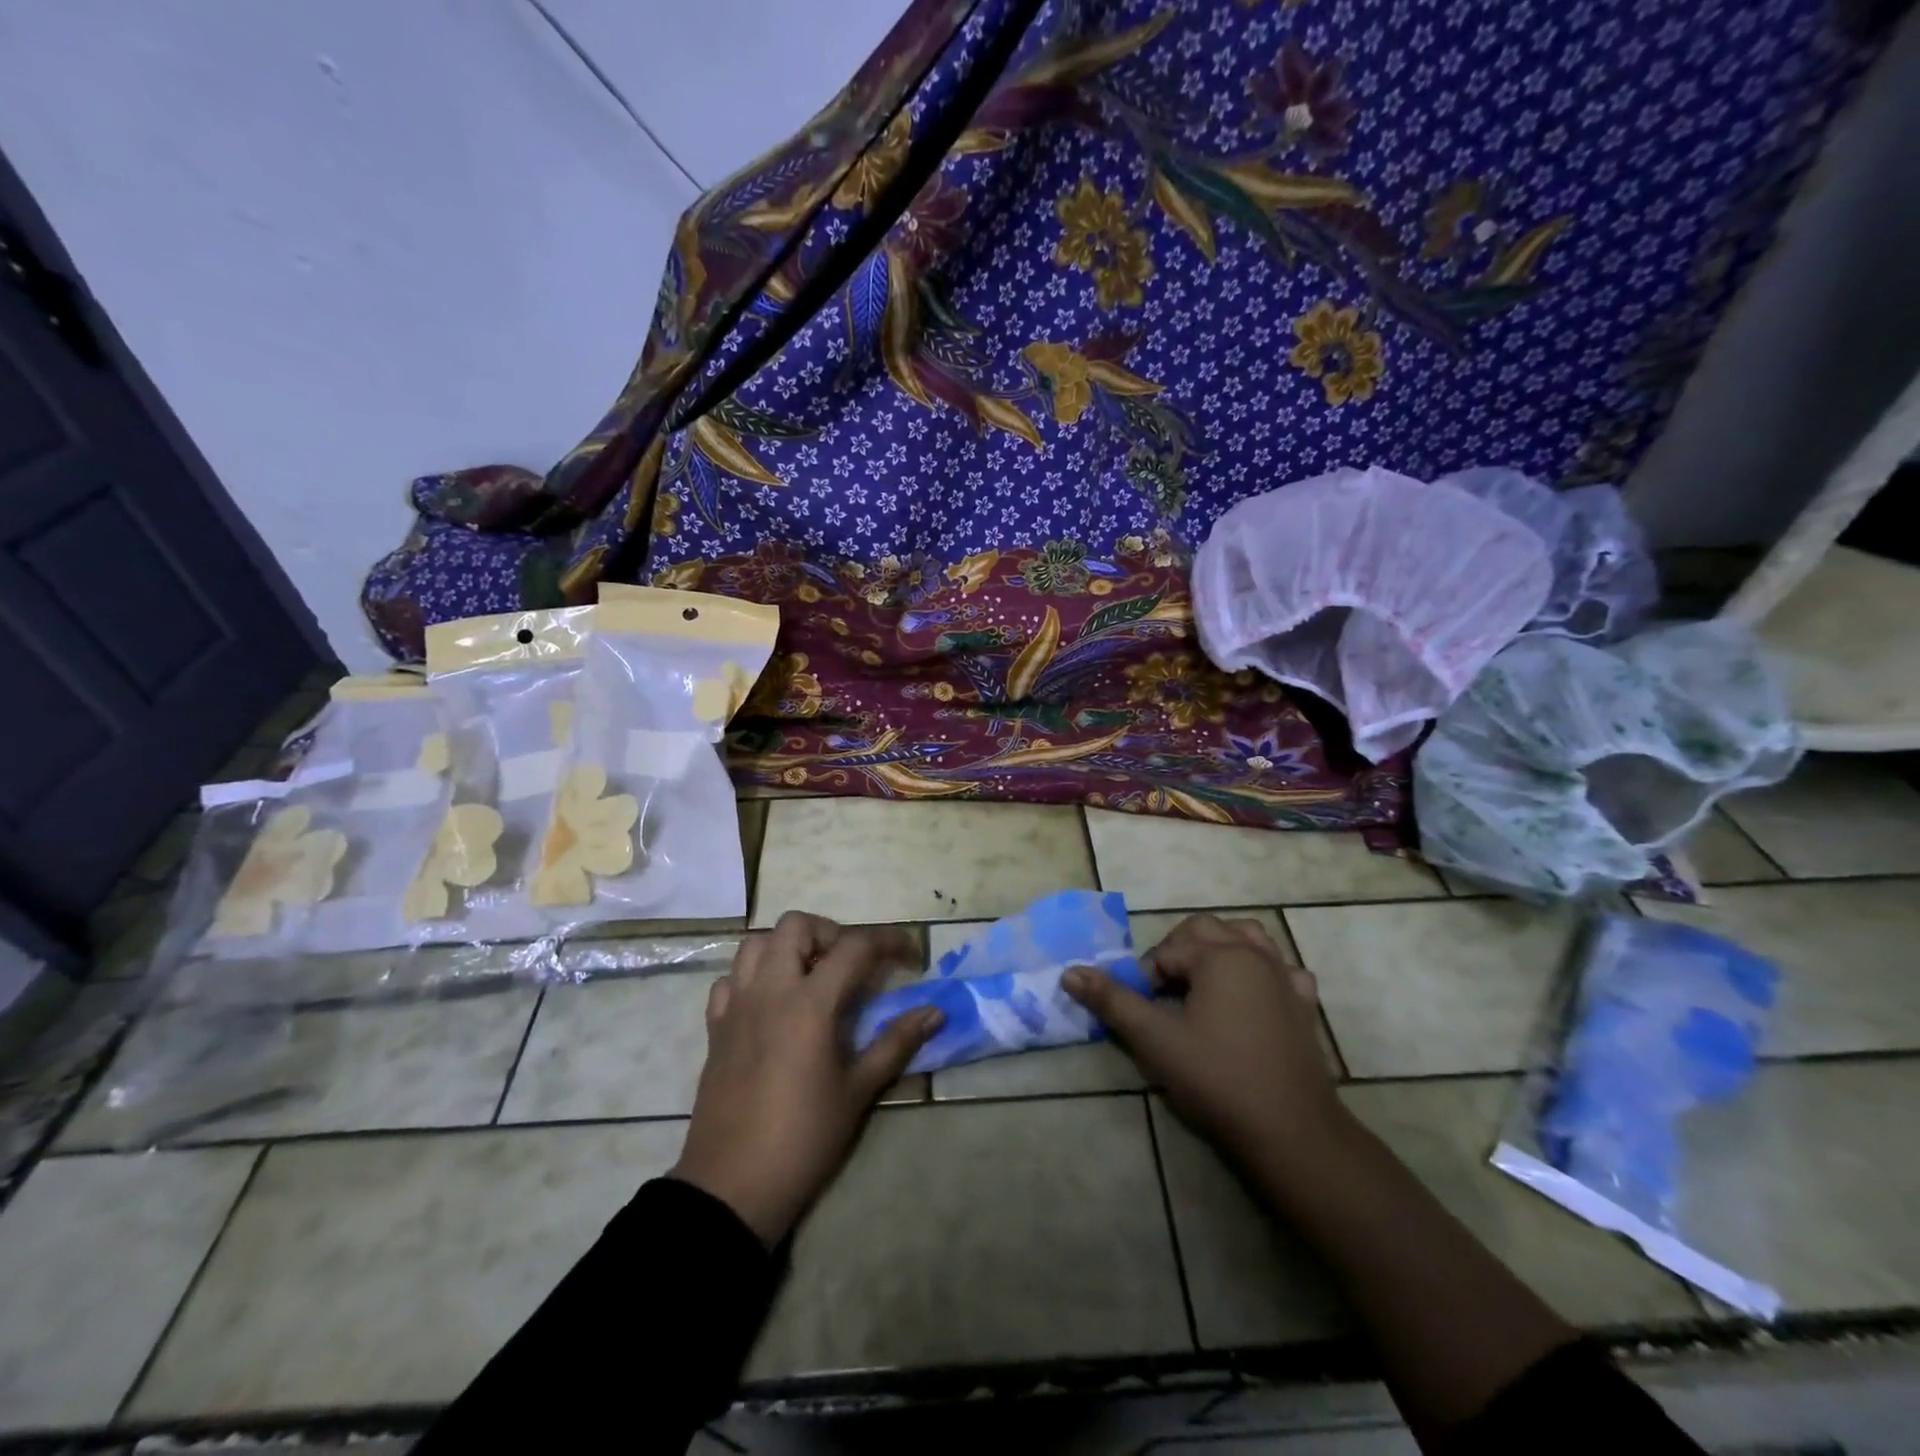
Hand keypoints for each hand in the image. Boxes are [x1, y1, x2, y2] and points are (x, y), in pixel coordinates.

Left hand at [671, 911, 941, 1246]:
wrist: (733, 1187)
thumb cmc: (804, 1138)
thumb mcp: (858, 1091)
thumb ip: (896, 1043)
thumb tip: (935, 1012)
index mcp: (809, 1003)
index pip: (854, 946)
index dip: (888, 941)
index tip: (909, 955)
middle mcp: (769, 990)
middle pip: (796, 925)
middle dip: (830, 933)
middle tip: (851, 966)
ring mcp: (736, 1006)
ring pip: (756, 944)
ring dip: (787, 947)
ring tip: (811, 978)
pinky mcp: (715, 1028)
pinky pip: (729, 980)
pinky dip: (752, 977)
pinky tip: (771, 1004)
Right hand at [1063, 914, 1344, 1166]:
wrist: (1290, 1131)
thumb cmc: (1217, 1078)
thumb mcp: (1154, 1039)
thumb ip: (1112, 1001)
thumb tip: (1070, 972)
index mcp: (1219, 955)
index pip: (1167, 949)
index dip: (1146, 977)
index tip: (1142, 1011)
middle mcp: (1254, 955)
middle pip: (1206, 929)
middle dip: (1178, 951)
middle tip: (1164, 993)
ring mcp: (1285, 978)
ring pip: (1249, 938)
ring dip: (1220, 948)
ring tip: (1202, 982)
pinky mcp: (1304, 1005)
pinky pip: (1282, 969)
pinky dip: (1262, 971)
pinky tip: (1251, 997)